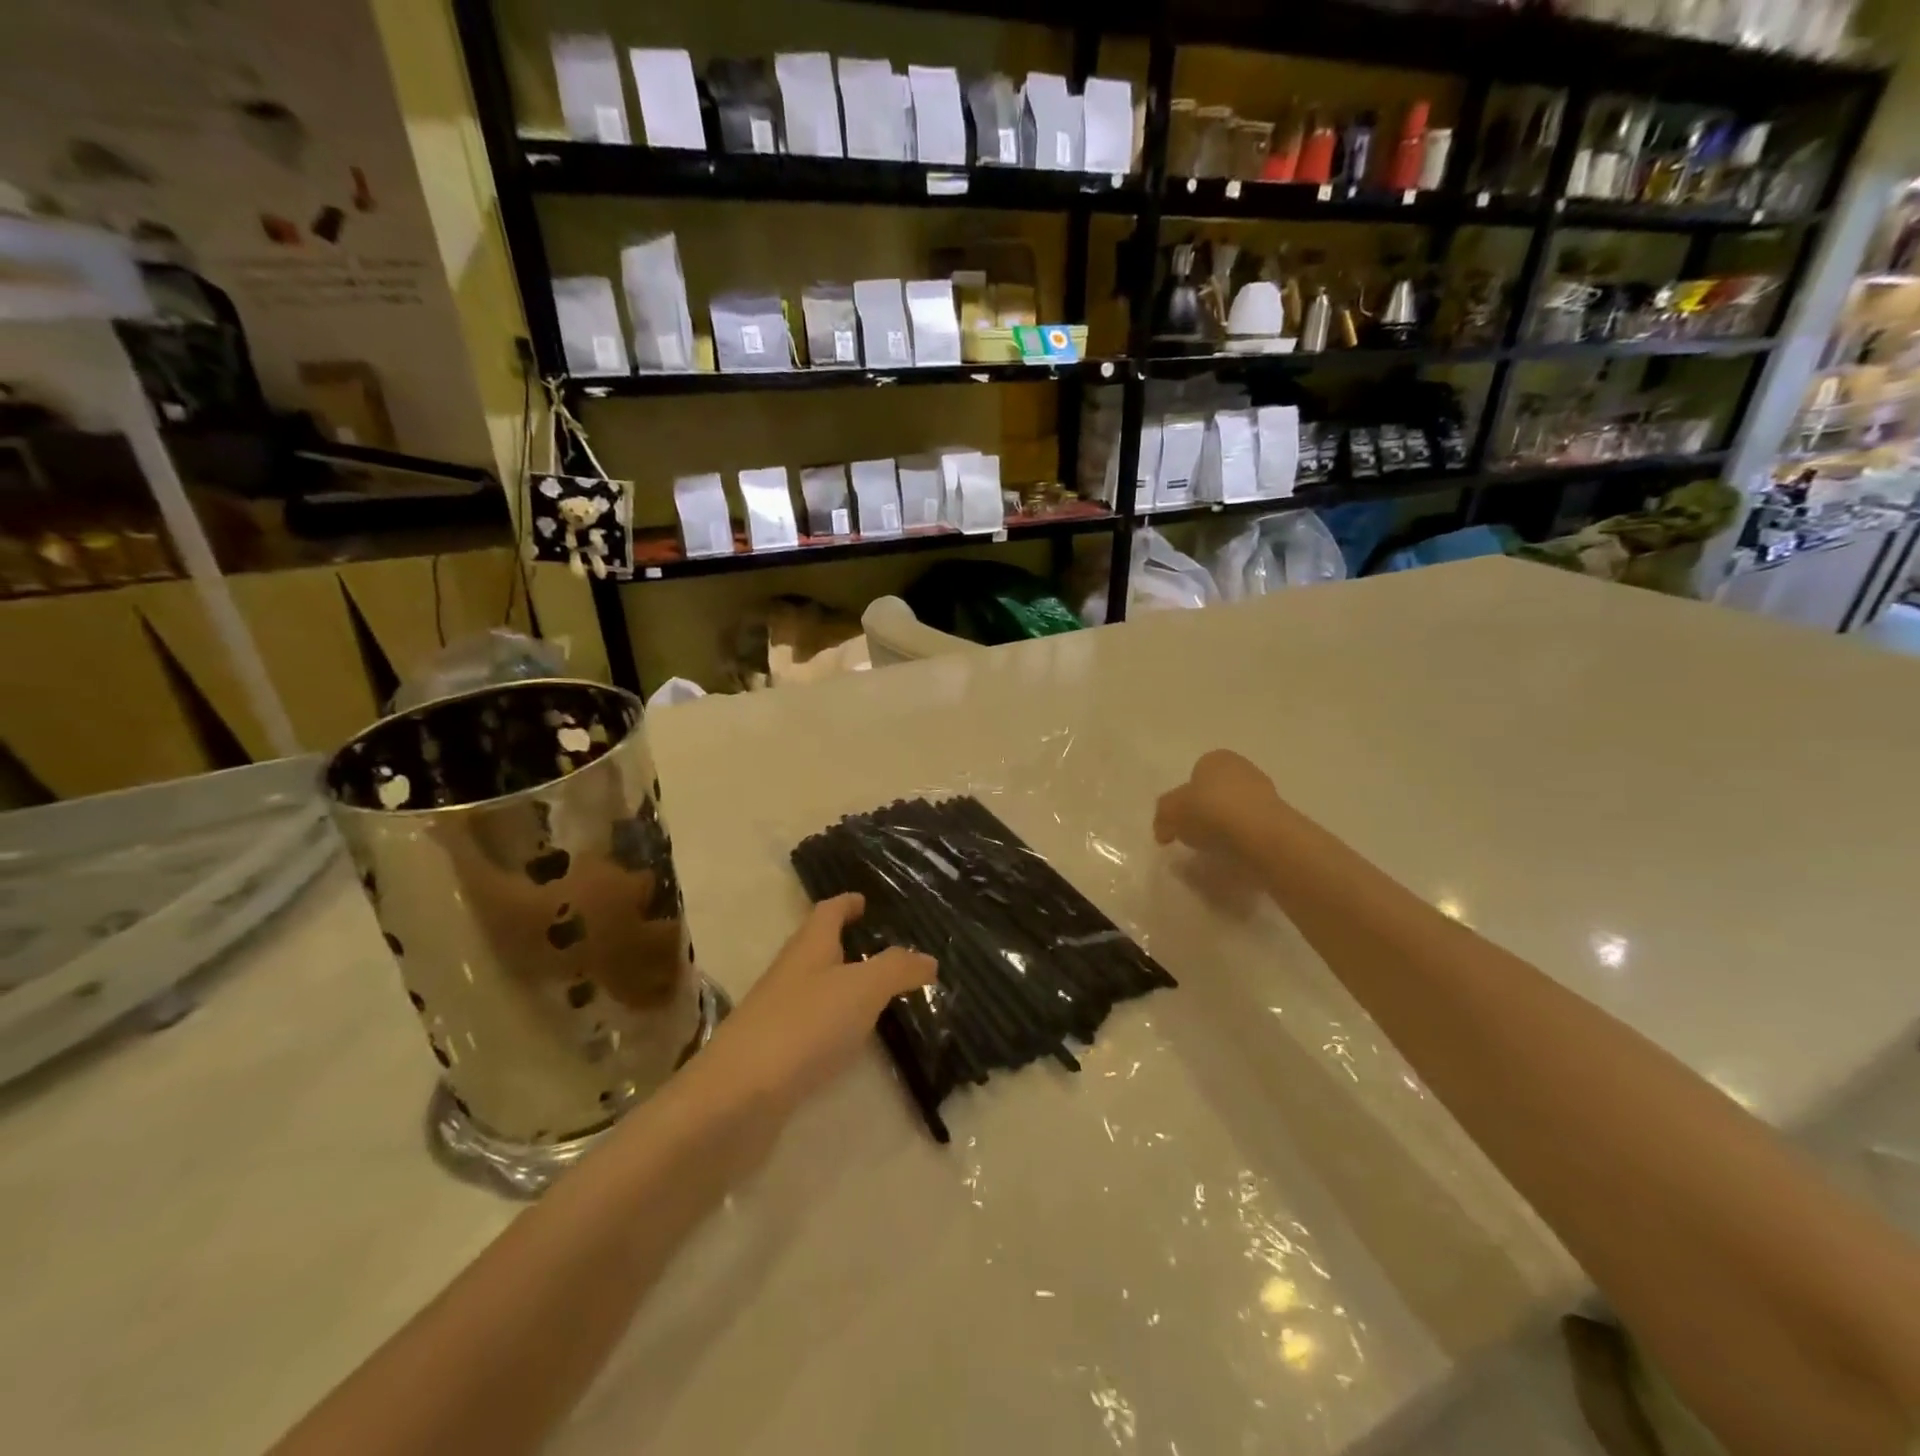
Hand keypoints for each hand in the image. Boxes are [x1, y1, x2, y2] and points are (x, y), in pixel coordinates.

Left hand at [694, 894, 935, 1112]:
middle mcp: (791, 974)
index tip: (865, 900)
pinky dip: (835, 1024)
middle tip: (885, 947)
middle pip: (819, 948)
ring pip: (817, 988)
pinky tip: (853, 1040)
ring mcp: (778, 1015)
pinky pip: (812, 1026)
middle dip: (848, 943)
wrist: (737, 1098)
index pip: (828, 912)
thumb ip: (897, 969)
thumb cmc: (804, 1026)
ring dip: (843, 985)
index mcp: (809, 948)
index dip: (847, 903)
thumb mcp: (862, 989)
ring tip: (879, 992)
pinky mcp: (775, 1055)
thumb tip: (928, 958)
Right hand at [1153, 749, 1282, 861]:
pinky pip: (1252, 827)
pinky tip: (1236, 851)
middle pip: (1217, 790)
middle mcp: (1242, 768)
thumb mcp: (1169, 813)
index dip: (1185, 798)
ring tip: (1215, 847)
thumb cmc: (1209, 812)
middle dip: (1207, 809)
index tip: (1180, 819)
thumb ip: (1162, 817)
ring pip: (1236, 808)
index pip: (1196, 774)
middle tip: (1195, 833)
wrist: (1260, 834)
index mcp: (1215, 758)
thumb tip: (1163, 830)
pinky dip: (1243, 838)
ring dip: (1226, 825)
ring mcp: (1266, 792)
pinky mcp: (1280, 817)